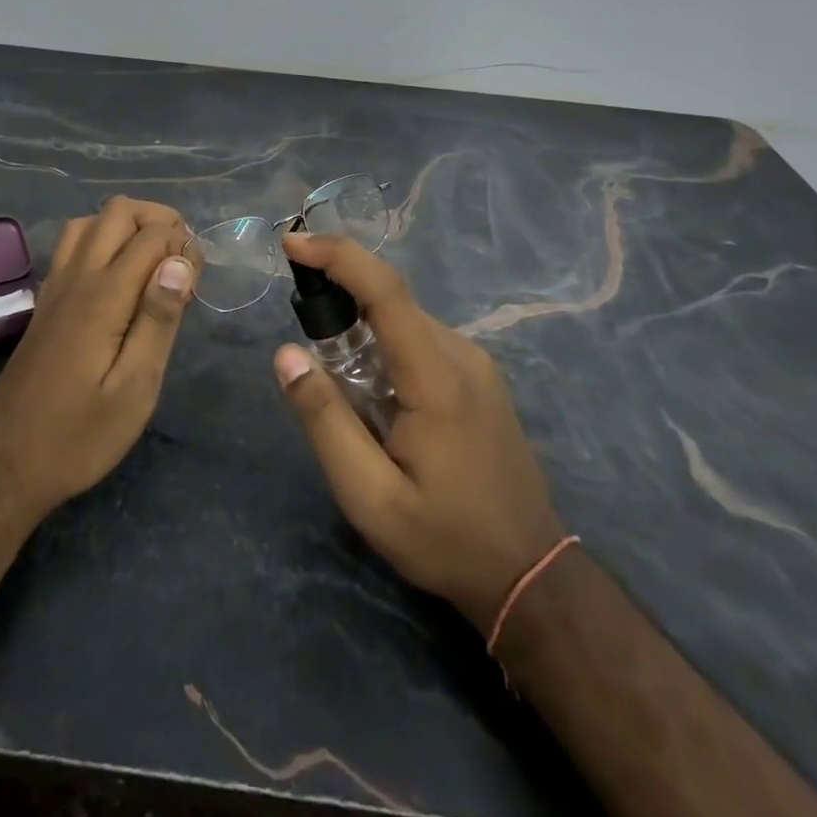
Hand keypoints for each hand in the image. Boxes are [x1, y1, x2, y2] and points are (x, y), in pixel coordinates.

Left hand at [0, 198, 200, 523]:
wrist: (4, 464)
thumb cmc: (79, 435)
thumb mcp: (135, 388)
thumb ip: (159, 319)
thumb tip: (179, 261)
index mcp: (104, 296)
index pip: (152, 235)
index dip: (184, 244)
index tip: (199, 279)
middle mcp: (77, 277)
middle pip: (118, 211)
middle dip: (159, 220)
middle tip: (182, 262)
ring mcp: (56, 287)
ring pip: (91, 221)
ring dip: (127, 226)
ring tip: (153, 264)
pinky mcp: (46, 302)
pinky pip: (73, 245)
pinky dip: (103, 240)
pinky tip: (119, 278)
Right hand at [274, 232, 566, 632]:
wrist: (529, 574)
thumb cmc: (445, 538)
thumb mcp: (369, 495)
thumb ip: (325, 420)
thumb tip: (286, 355)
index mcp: (437, 376)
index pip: (384, 290)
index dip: (337, 256)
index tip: (292, 242)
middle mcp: (461, 354)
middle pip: (390, 302)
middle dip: (339, 301)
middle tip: (305, 346)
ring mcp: (476, 364)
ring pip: (404, 321)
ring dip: (361, 332)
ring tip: (340, 389)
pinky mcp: (478, 377)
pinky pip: (420, 340)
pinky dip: (384, 348)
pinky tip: (375, 399)